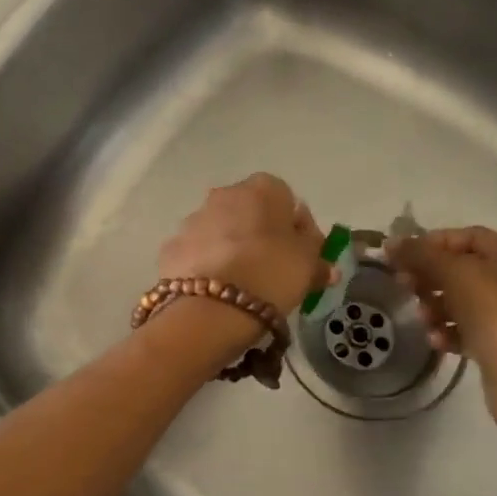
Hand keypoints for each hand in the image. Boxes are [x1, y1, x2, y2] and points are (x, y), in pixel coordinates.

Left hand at [157, 174, 330, 317]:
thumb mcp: (308, 267)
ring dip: (229, 250)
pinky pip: (196, 253)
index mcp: (262, 189)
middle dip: (258, 235)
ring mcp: (192, 220)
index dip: (294, 227)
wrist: (211, 307)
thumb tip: (326, 265)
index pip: (285, 198)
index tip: (300, 255)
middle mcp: (223, 194)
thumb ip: (318, 259)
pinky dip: (205, 267)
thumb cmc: (271, 274)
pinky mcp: (170, 248)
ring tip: (240, 286)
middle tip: (271, 270)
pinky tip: (214, 292)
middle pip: (248, 212)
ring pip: (219, 231)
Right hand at [386, 227, 496, 495]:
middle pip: (463, 268)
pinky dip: (449, 331)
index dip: (432, 243)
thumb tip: (391, 242)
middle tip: (403, 286)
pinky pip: (469, 328)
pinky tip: (436, 341)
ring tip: (422, 318)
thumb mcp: (457, 275)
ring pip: (463, 300)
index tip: (401, 257)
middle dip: (431, 276)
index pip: (468, 236)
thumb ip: (422, 255)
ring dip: (436, 306)